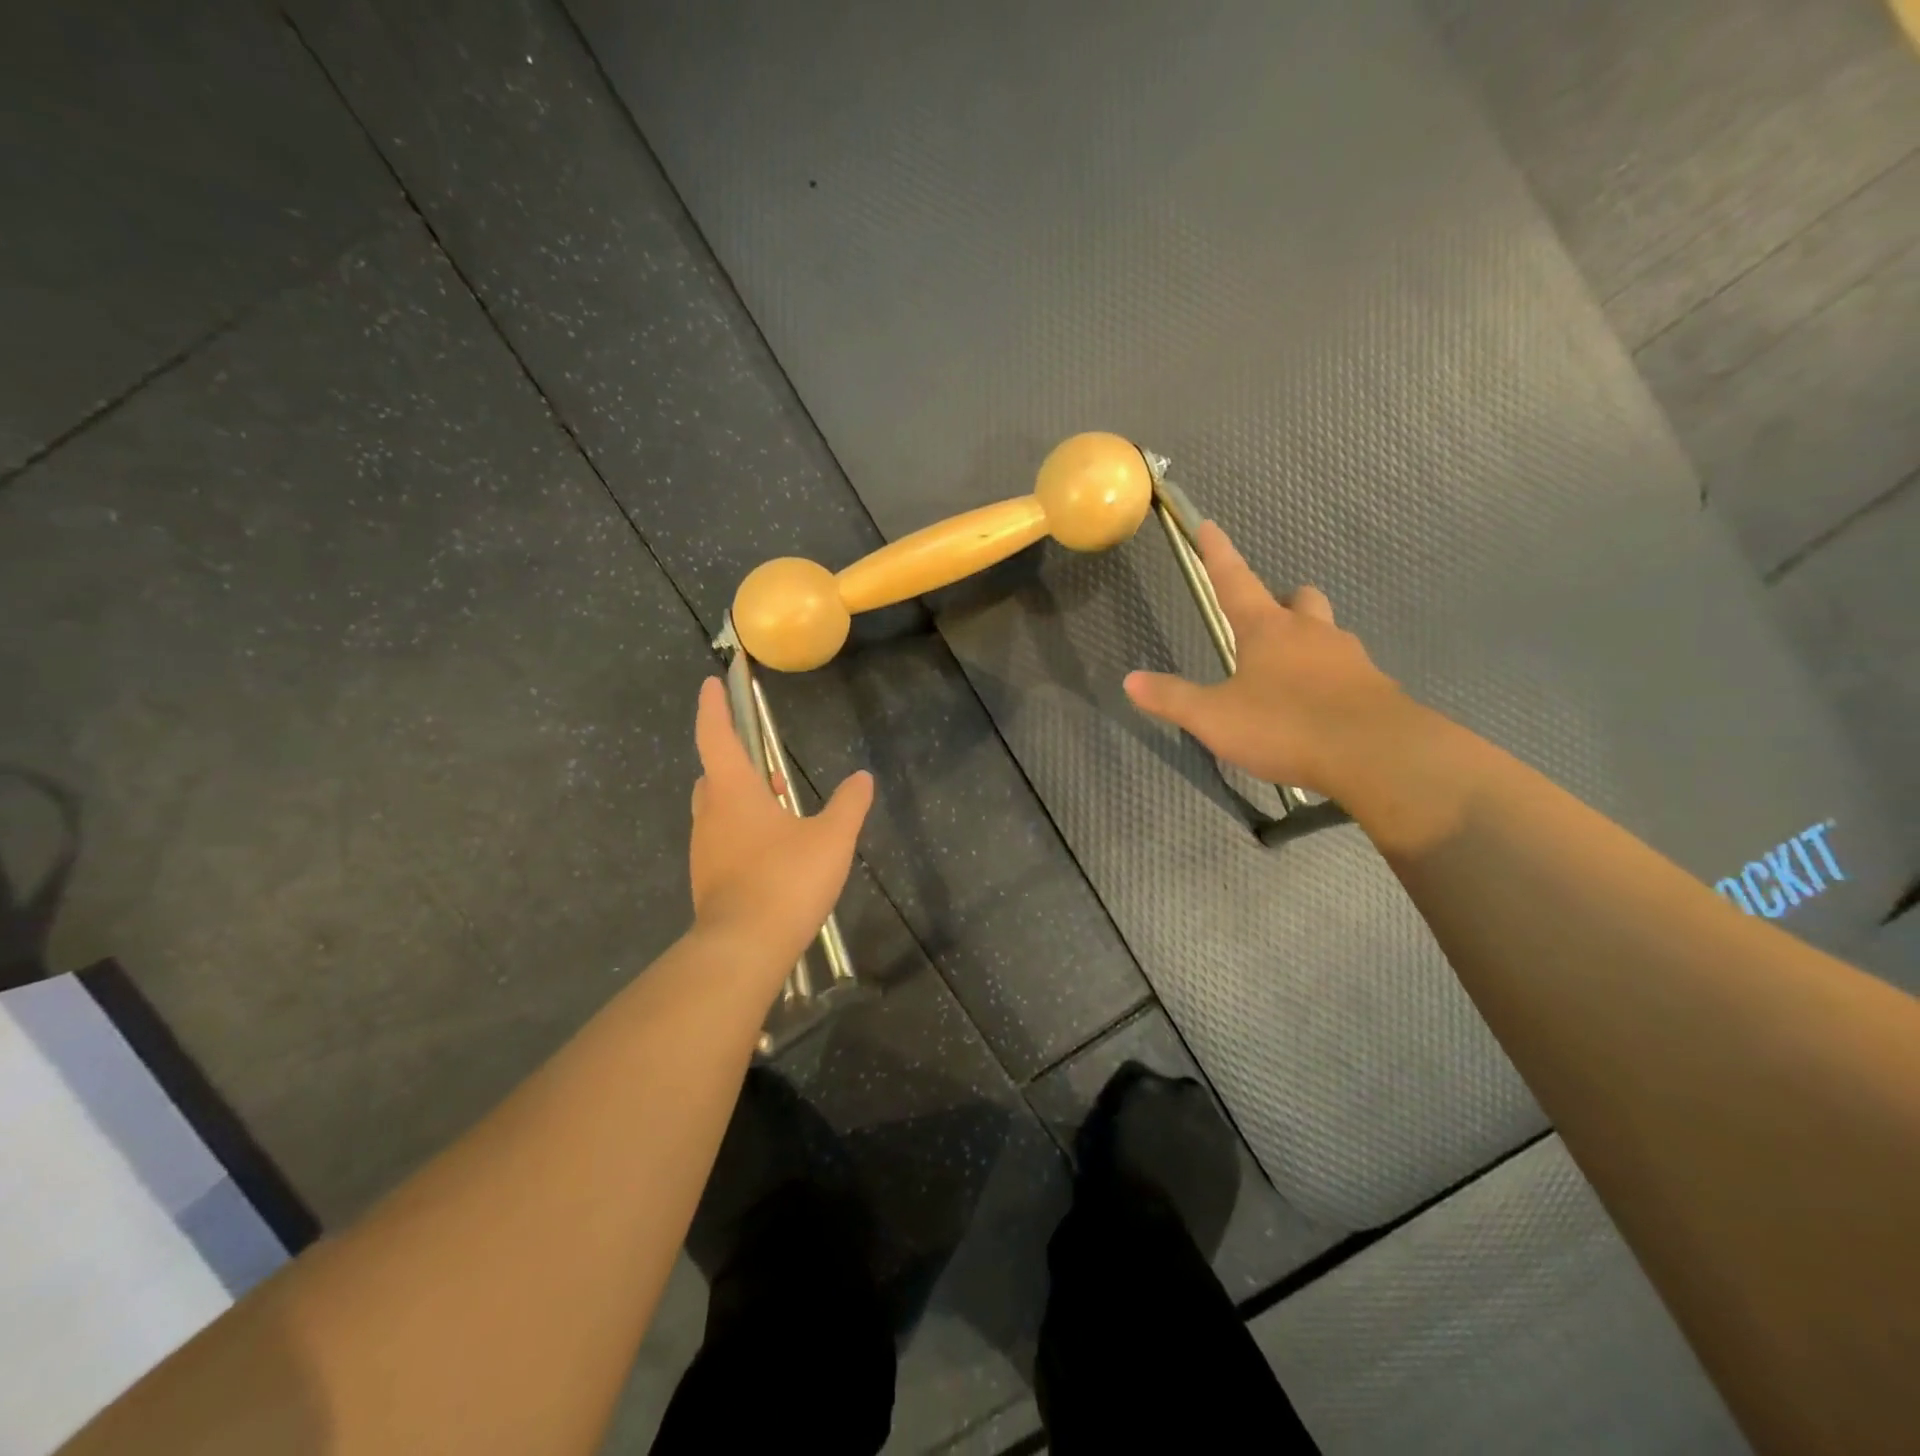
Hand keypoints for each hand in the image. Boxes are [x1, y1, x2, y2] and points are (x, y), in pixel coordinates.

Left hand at [688, 677, 872, 976]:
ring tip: (778, 807)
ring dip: (742, 800)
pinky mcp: (709, 880)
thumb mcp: (831, 838)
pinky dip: (742, 832)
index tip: (710, 684)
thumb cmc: (786, 880)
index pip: (716, 737)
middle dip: (735, 763)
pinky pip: (723, 840)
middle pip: (714, 775)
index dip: (712, 707)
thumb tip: (862, 778)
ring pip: (718, 810)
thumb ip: (849, 805)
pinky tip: (772, 851)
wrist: (743, 948)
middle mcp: (711, 815)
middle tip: (766, 765)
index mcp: (733, 792)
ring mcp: (705, 850)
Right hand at [1123, 522, 1405, 795]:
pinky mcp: (1374, 688)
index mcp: (1267, 629)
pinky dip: (1330, 679)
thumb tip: (1130, 681)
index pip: (1235, 581)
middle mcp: (1310, 632)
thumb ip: (1172, 698)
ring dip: (1309, 640)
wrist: (1375, 753)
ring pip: (1327, 632)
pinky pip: (1348, 671)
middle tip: (1266, 621)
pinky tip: (1320, 707)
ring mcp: (1349, 658)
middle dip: (1282, 602)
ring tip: (1290, 672)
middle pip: (1298, 600)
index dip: (1218, 554)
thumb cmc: (1284, 725)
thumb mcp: (1214, 717)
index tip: (1209, 526)